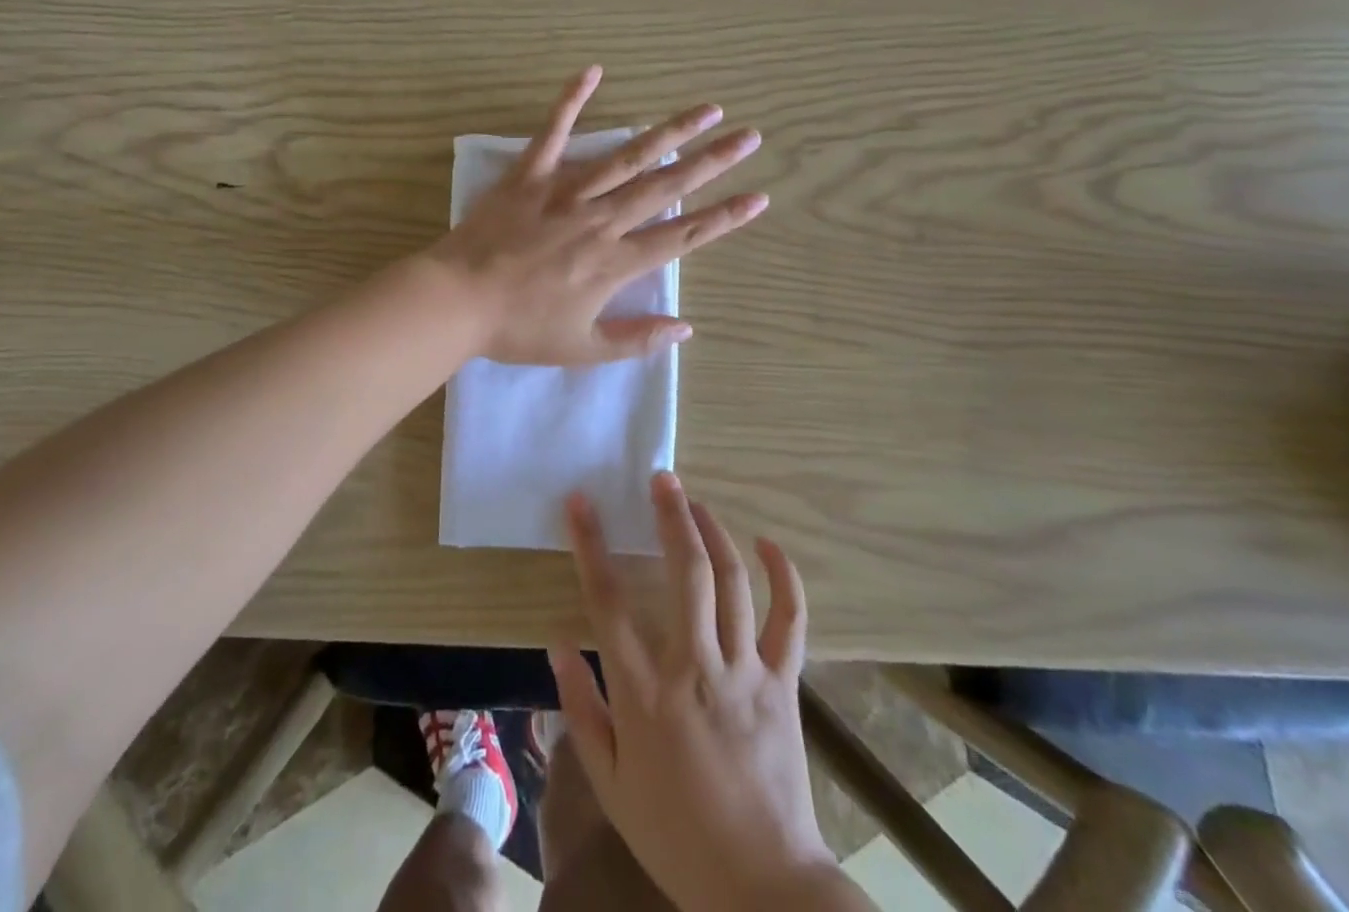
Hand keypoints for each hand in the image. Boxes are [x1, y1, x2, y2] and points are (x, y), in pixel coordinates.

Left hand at [423, 65, 766, 366]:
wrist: (456, 300)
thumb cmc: (518, 328)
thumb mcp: (580, 348)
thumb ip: (635, 339)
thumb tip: (686, 328)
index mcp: (614, 263)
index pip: (682, 236)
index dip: (723, 217)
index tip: (758, 196)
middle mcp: (601, 220)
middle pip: (666, 186)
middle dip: (713, 161)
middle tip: (749, 136)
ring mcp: (565, 192)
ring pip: (627, 156)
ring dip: (670, 132)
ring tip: (706, 108)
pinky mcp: (530, 175)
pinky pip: (553, 132)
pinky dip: (571, 99)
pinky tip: (593, 70)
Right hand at [548, 474, 860, 911]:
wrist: (763, 889)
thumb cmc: (676, 835)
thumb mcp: (610, 784)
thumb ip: (581, 710)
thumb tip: (558, 643)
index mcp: (645, 693)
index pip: (608, 602)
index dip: (590, 544)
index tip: (579, 502)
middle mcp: (695, 668)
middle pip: (684, 573)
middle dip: (671, 516)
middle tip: (661, 478)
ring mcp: (744, 672)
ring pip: (732, 583)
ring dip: (713, 532)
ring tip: (695, 501)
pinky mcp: (782, 684)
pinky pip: (790, 621)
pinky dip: (784, 578)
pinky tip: (768, 544)